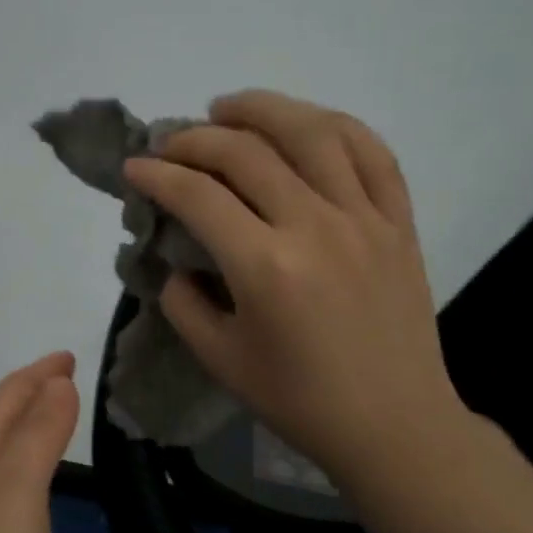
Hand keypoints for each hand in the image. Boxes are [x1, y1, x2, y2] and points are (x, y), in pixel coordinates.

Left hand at [0, 352, 79, 532]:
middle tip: (63, 381)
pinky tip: (18, 494)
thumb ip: (38, 435)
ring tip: (46, 424)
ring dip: (18, 430)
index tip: (69, 357)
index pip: (8, 395)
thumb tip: (57, 382)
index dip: (40, 372)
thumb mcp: (18, 494)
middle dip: (28, 394)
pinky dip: (10, 470)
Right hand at [123, 90, 465, 493]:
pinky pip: (372, 152)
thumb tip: (176, 259)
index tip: (134, 167)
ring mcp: (365, 218)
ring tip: (229, 108)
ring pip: (313, 132)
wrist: (393, 425)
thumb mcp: (219, 359)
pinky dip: (334, 125)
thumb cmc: (299, 400)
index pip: (198, 196)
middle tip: (171, 143)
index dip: (157, 174)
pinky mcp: (399, 222)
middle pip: (247, 152)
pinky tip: (305, 123)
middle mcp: (316, 227)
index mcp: (266, 267)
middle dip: (196, 138)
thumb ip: (183, 302)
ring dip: (262, 109)